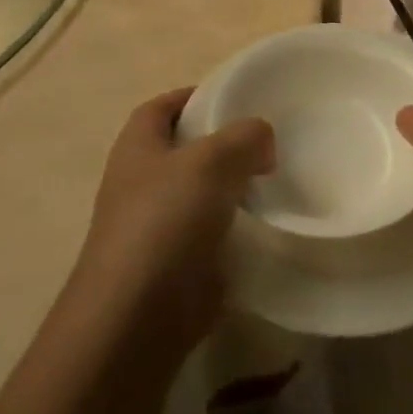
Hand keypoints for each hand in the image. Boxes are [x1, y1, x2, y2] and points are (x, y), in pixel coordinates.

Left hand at [67, 88, 273, 359]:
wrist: (137, 317)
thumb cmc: (165, 222)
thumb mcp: (212, 160)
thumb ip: (245, 137)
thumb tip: (263, 140)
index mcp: (138, 148)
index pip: (162, 107)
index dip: (194, 96)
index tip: (237, 96)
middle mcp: (142, 182)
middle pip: (186, 149)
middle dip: (224, 141)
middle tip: (268, 138)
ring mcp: (158, 226)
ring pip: (202, 192)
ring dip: (234, 185)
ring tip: (275, 177)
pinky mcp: (177, 263)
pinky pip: (212, 232)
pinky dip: (236, 225)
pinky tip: (267, 223)